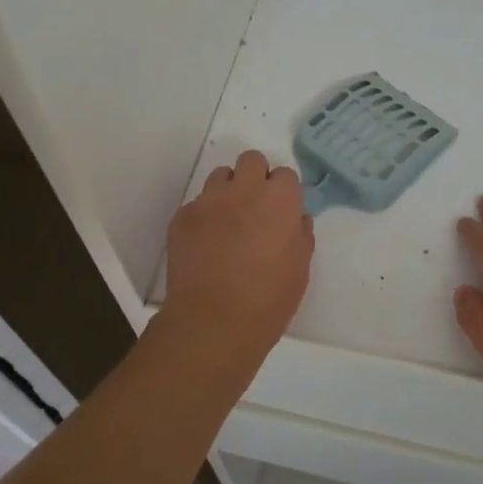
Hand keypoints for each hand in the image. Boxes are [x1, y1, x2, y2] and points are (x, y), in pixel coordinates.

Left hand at [162, 150, 313, 361]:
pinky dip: (204, 218)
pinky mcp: (182, 217)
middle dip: (255, 178)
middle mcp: (243, 190)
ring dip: (228, 192)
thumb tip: (294, 218)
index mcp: (279, 199)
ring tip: (228, 224)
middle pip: (251, 161)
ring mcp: (208, 200)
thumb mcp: (300, 268)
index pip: (285, 174)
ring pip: (220, 177)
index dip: (284, 193)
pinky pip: (197, 205)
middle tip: (255, 210)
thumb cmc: (268, 299)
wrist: (213, 323)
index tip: (281, 214)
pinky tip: (205, 246)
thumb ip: (300, 234)